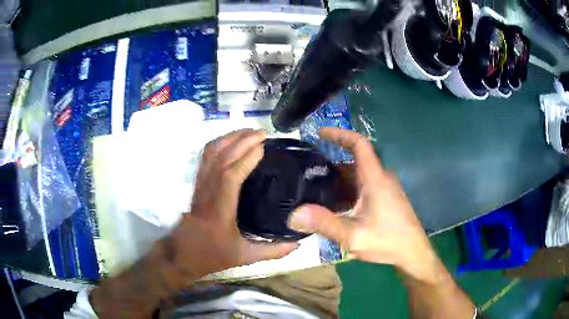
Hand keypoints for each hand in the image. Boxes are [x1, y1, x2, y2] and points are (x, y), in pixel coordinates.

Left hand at [168, 129, 297, 279]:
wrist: (182, 253)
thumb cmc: (212, 255)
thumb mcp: (244, 257)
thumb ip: (272, 251)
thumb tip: (298, 243)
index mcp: (220, 210)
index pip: (230, 177)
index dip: (245, 159)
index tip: (263, 147)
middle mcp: (207, 192)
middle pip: (221, 158)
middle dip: (241, 141)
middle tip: (263, 133)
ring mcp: (200, 185)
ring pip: (210, 153)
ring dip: (229, 138)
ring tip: (249, 132)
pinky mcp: (197, 183)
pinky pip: (206, 157)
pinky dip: (219, 143)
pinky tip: (232, 141)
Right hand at [287, 128, 438, 280]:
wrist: (412, 253)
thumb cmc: (388, 241)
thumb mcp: (353, 235)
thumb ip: (324, 224)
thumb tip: (293, 215)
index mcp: (375, 178)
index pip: (359, 144)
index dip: (339, 134)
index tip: (319, 133)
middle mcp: (381, 178)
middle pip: (354, 162)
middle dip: (331, 164)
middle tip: (307, 171)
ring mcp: (384, 189)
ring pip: (357, 177)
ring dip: (338, 181)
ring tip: (314, 189)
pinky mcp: (385, 200)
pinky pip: (362, 188)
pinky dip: (347, 192)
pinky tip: (334, 207)